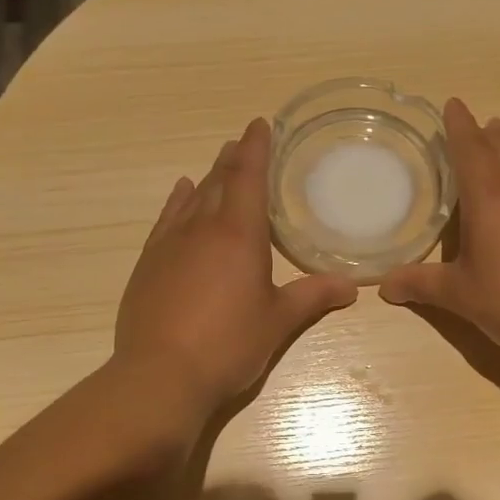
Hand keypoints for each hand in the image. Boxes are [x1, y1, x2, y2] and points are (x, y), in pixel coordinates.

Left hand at [115, 118, 357, 417]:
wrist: (160, 375)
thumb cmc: (228, 344)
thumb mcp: (277, 321)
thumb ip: (312, 297)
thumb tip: (351, 286)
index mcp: (239, 234)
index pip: (248, 177)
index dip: (256, 147)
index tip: (261, 124)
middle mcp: (201, 228)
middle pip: (219, 181)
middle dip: (233, 159)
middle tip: (243, 142)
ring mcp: (169, 244)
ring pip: (191, 198)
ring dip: (207, 177)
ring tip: (218, 162)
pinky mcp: (148, 264)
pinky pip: (166, 219)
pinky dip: (177, 202)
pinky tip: (181, 195)